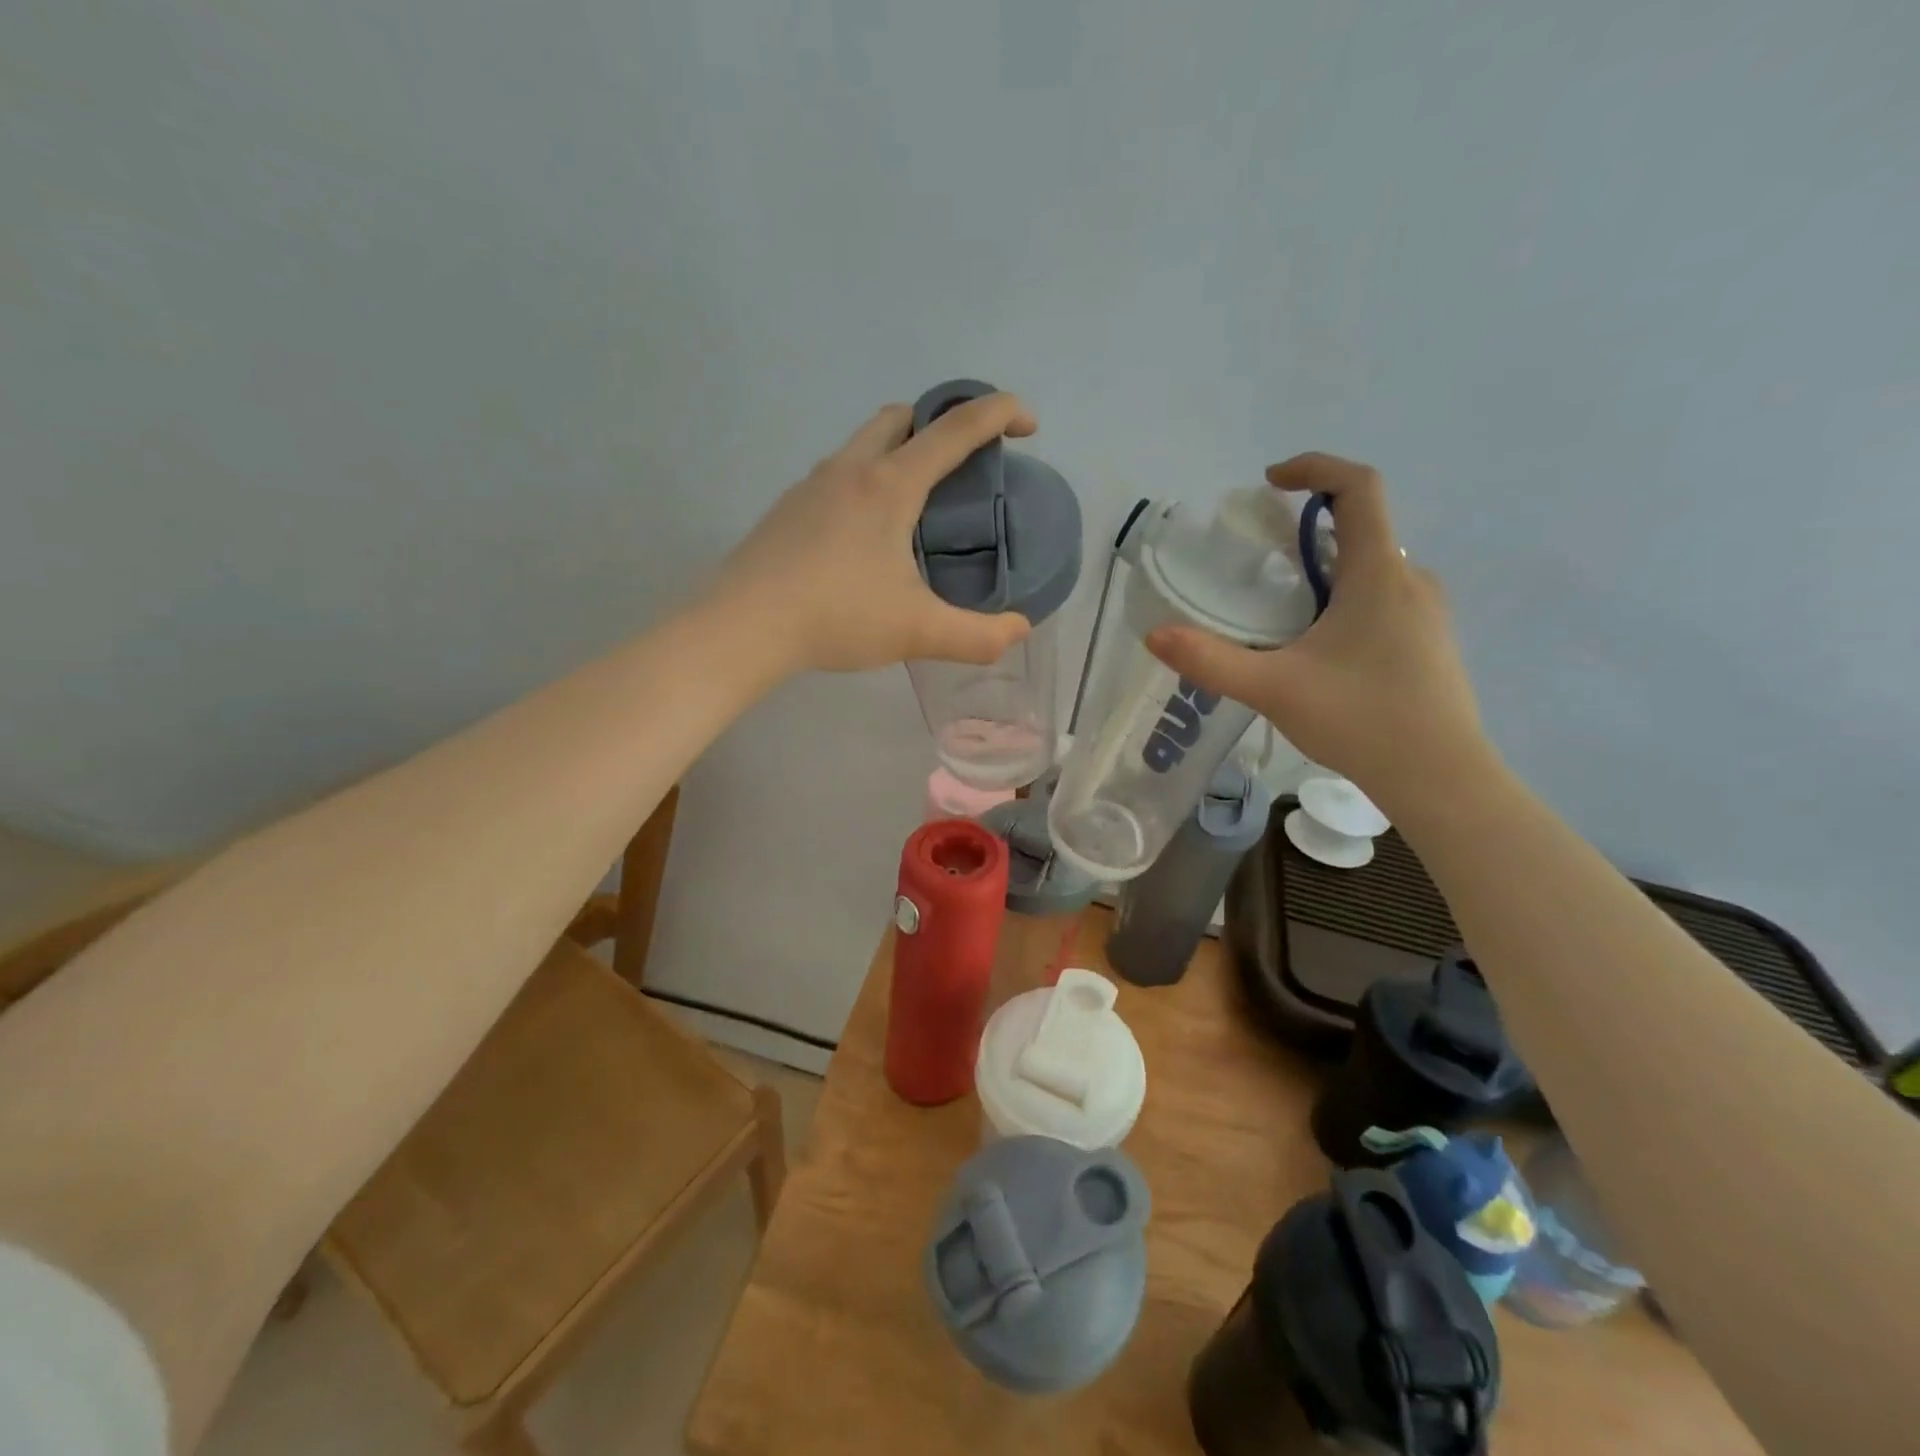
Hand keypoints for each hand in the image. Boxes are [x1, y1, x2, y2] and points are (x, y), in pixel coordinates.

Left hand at [713, 394, 1037, 673]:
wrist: (743, 626)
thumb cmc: (836, 617)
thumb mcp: (917, 632)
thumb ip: (977, 636)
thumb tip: (1019, 631)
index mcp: (888, 485)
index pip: (954, 430)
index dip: (998, 414)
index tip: (1028, 423)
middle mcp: (849, 470)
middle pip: (901, 417)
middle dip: (940, 423)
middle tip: (963, 463)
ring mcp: (811, 486)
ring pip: (863, 443)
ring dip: (898, 450)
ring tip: (917, 502)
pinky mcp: (787, 510)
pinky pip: (837, 476)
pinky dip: (866, 481)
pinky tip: (866, 534)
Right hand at [1146, 453, 1491, 814]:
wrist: (1442, 777)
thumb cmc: (1362, 720)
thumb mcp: (1273, 689)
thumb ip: (1211, 661)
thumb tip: (1155, 636)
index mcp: (1379, 573)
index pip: (1358, 487)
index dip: (1315, 467)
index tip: (1270, 482)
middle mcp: (1411, 579)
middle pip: (1361, 527)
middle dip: (1307, 529)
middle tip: (1257, 562)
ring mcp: (1428, 612)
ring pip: (1371, 567)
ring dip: (1325, 568)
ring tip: (1278, 608)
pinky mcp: (1430, 641)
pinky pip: (1384, 597)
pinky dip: (1345, 598)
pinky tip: (1317, 647)